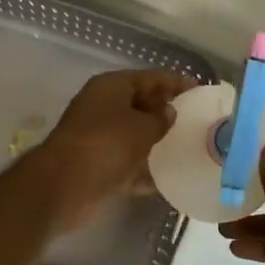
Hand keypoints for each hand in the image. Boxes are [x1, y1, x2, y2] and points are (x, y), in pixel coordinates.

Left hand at [39, 69, 198, 227]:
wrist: (64, 186)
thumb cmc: (106, 144)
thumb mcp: (142, 127)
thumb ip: (160, 119)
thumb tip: (168, 112)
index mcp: (111, 87)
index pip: (149, 77)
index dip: (175, 82)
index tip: (199, 90)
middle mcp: (103, 107)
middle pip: (141, 104)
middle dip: (166, 112)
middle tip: (196, 121)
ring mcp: (99, 138)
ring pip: (135, 135)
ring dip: (157, 142)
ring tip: (188, 148)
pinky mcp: (98, 166)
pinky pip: (129, 164)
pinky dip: (145, 170)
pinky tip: (169, 179)